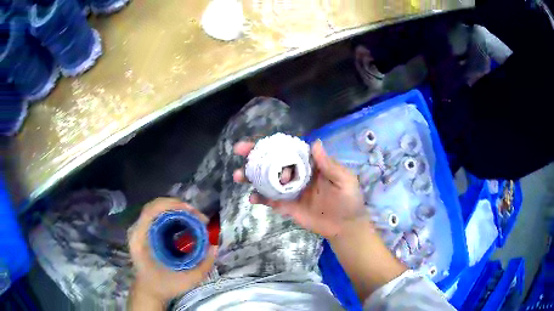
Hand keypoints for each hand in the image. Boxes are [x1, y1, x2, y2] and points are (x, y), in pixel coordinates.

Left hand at [128, 198, 217, 304]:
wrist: (149, 292)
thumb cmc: (164, 286)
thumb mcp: (187, 280)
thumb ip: (203, 265)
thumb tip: (214, 245)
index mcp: (140, 239)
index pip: (151, 211)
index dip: (171, 205)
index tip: (192, 211)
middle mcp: (137, 230)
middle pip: (154, 206)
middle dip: (177, 206)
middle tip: (197, 216)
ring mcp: (139, 230)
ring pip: (156, 209)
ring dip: (175, 209)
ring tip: (194, 218)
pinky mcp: (144, 232)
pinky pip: (157, 216)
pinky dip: (172, 215)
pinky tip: (184, 222)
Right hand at [233, 140, 368, 239]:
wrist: (345, 226)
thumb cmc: (348, 200)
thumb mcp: (344, 180)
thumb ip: (329, 164)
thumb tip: (314, 142)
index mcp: (309, 165)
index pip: (288, 150)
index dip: (273, 144)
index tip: (257, 141)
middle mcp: (297, 175)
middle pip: (273, 163)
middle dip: (255, 156)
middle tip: (239, 152)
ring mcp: (290, 191)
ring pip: (268, 181)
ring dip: (252, 177)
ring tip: (238, 176)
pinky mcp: (287, 206)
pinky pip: (271, 200)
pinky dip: (260, 198)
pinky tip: (252, 198)